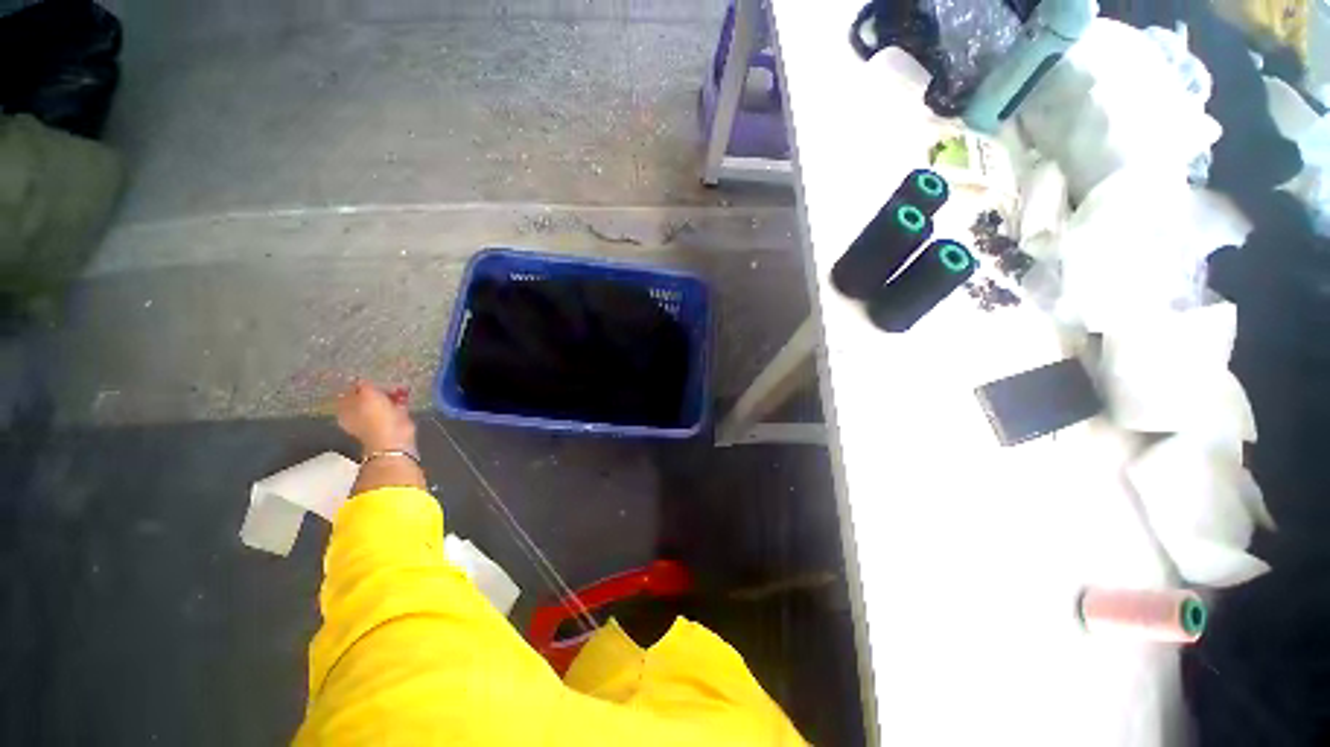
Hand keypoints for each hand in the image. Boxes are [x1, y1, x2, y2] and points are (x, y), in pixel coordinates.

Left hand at [337, 380, 416, 454]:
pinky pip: (394, 405)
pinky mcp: (392, 420)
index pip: (349, 391)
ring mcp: (375, 418)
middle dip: (377, 388)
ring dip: (390, 393)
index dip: (358, 383)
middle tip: (385, 382)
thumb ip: (363, 384)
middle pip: (366, 396)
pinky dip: (399, 399)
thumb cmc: (376, 416)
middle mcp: (357, 413)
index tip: (369, 378)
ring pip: (381, 400)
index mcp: (345, 409)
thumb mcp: (367, 394)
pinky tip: (404, 395)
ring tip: (398, 387)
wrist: (394, 437)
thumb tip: (362, 380)